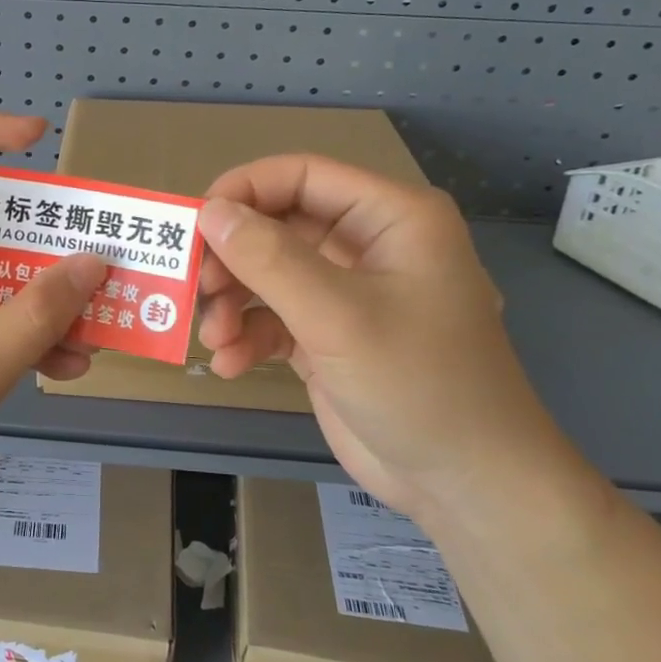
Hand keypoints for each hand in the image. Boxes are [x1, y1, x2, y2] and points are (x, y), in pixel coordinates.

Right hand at [197, 156, 567, 516]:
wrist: (466, 486)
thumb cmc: (419, 384)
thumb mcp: (338, 316)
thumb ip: (269, 259)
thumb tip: (208, 212)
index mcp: (391, 217)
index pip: (301, 175)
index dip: (243, 190)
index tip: (193, 223)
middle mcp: (367, 244)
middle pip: (276, 225)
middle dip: (231, 258)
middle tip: (196, 288)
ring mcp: (346, 292)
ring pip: (267, 273)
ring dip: (232, 302)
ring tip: (214, 337)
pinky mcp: (327, 335)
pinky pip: (273, 318)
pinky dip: (246, 336)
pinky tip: (230, 365)